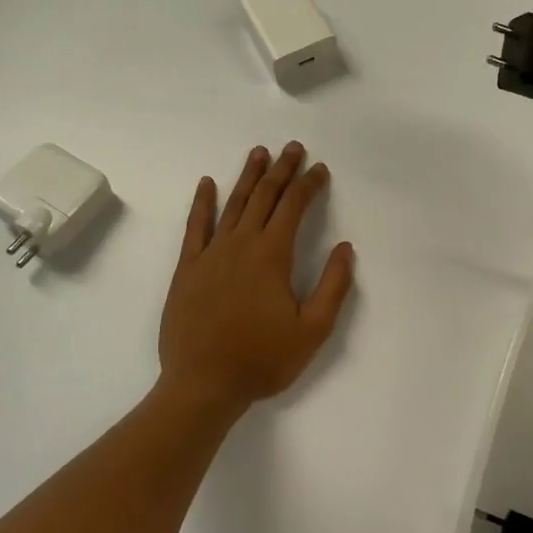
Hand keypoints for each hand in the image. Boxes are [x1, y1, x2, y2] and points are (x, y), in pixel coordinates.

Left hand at [158, 142, 355, 414]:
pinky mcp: (187, 269)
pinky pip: (195, 227)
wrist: (203, 385)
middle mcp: (240, 245)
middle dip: (282, 170)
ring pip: (232, 204)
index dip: (309, 185)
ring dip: (247, 176)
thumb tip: (346, 248)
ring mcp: (210, 254)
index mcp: (272, 256)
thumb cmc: (262, 360)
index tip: (320, 169)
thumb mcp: (312, 330)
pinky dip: (202, 203)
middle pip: (263, 196)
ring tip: (259, 153)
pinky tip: (207, 184)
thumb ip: (333, 286)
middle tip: (293, 147)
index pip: (294, 208)